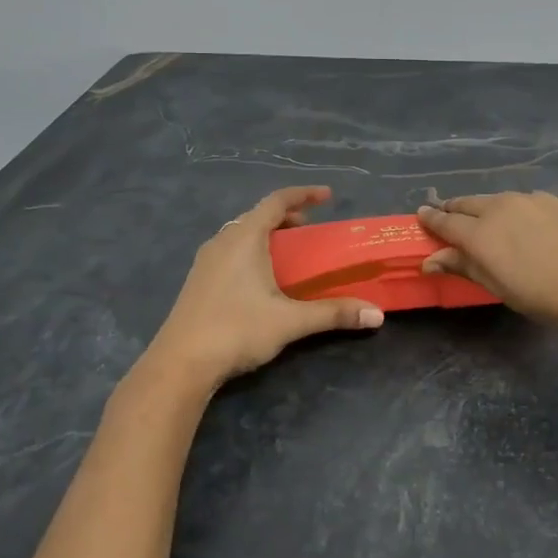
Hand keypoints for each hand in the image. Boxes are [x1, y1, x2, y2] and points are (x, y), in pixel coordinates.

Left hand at [149, 186, 383, 387]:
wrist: (180, 363)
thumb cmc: (236, 330)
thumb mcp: (290, 321)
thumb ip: (334, 313)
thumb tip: (377, 314)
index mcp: (244, 238)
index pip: (276, 201)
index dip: (304, 194)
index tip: (328, 196)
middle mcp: (222, 241)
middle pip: (257, 215)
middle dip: (286, 217)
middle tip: (310, 229)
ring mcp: (205, 261)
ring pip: (240, 234)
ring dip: (266, 235)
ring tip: (289, 253)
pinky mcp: (198, 281)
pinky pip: (229, 251)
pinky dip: (251, 251)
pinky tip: (260, 279)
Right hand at [417, 192, 557, 361]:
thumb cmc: (557, 304)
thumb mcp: (506, 291)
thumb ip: (468, 268)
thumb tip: (433, 259)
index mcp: (482, 233)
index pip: (444, 221)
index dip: (430, 221)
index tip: (419, 219)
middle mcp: (502, 207)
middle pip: (467, 203)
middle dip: (452, 211)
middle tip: (443, 221)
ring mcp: (533, 201)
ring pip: (495, 200)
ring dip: (480, 209)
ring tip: (479, 224)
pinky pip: (521, 201)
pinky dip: (508, 210)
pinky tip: (518, 225)